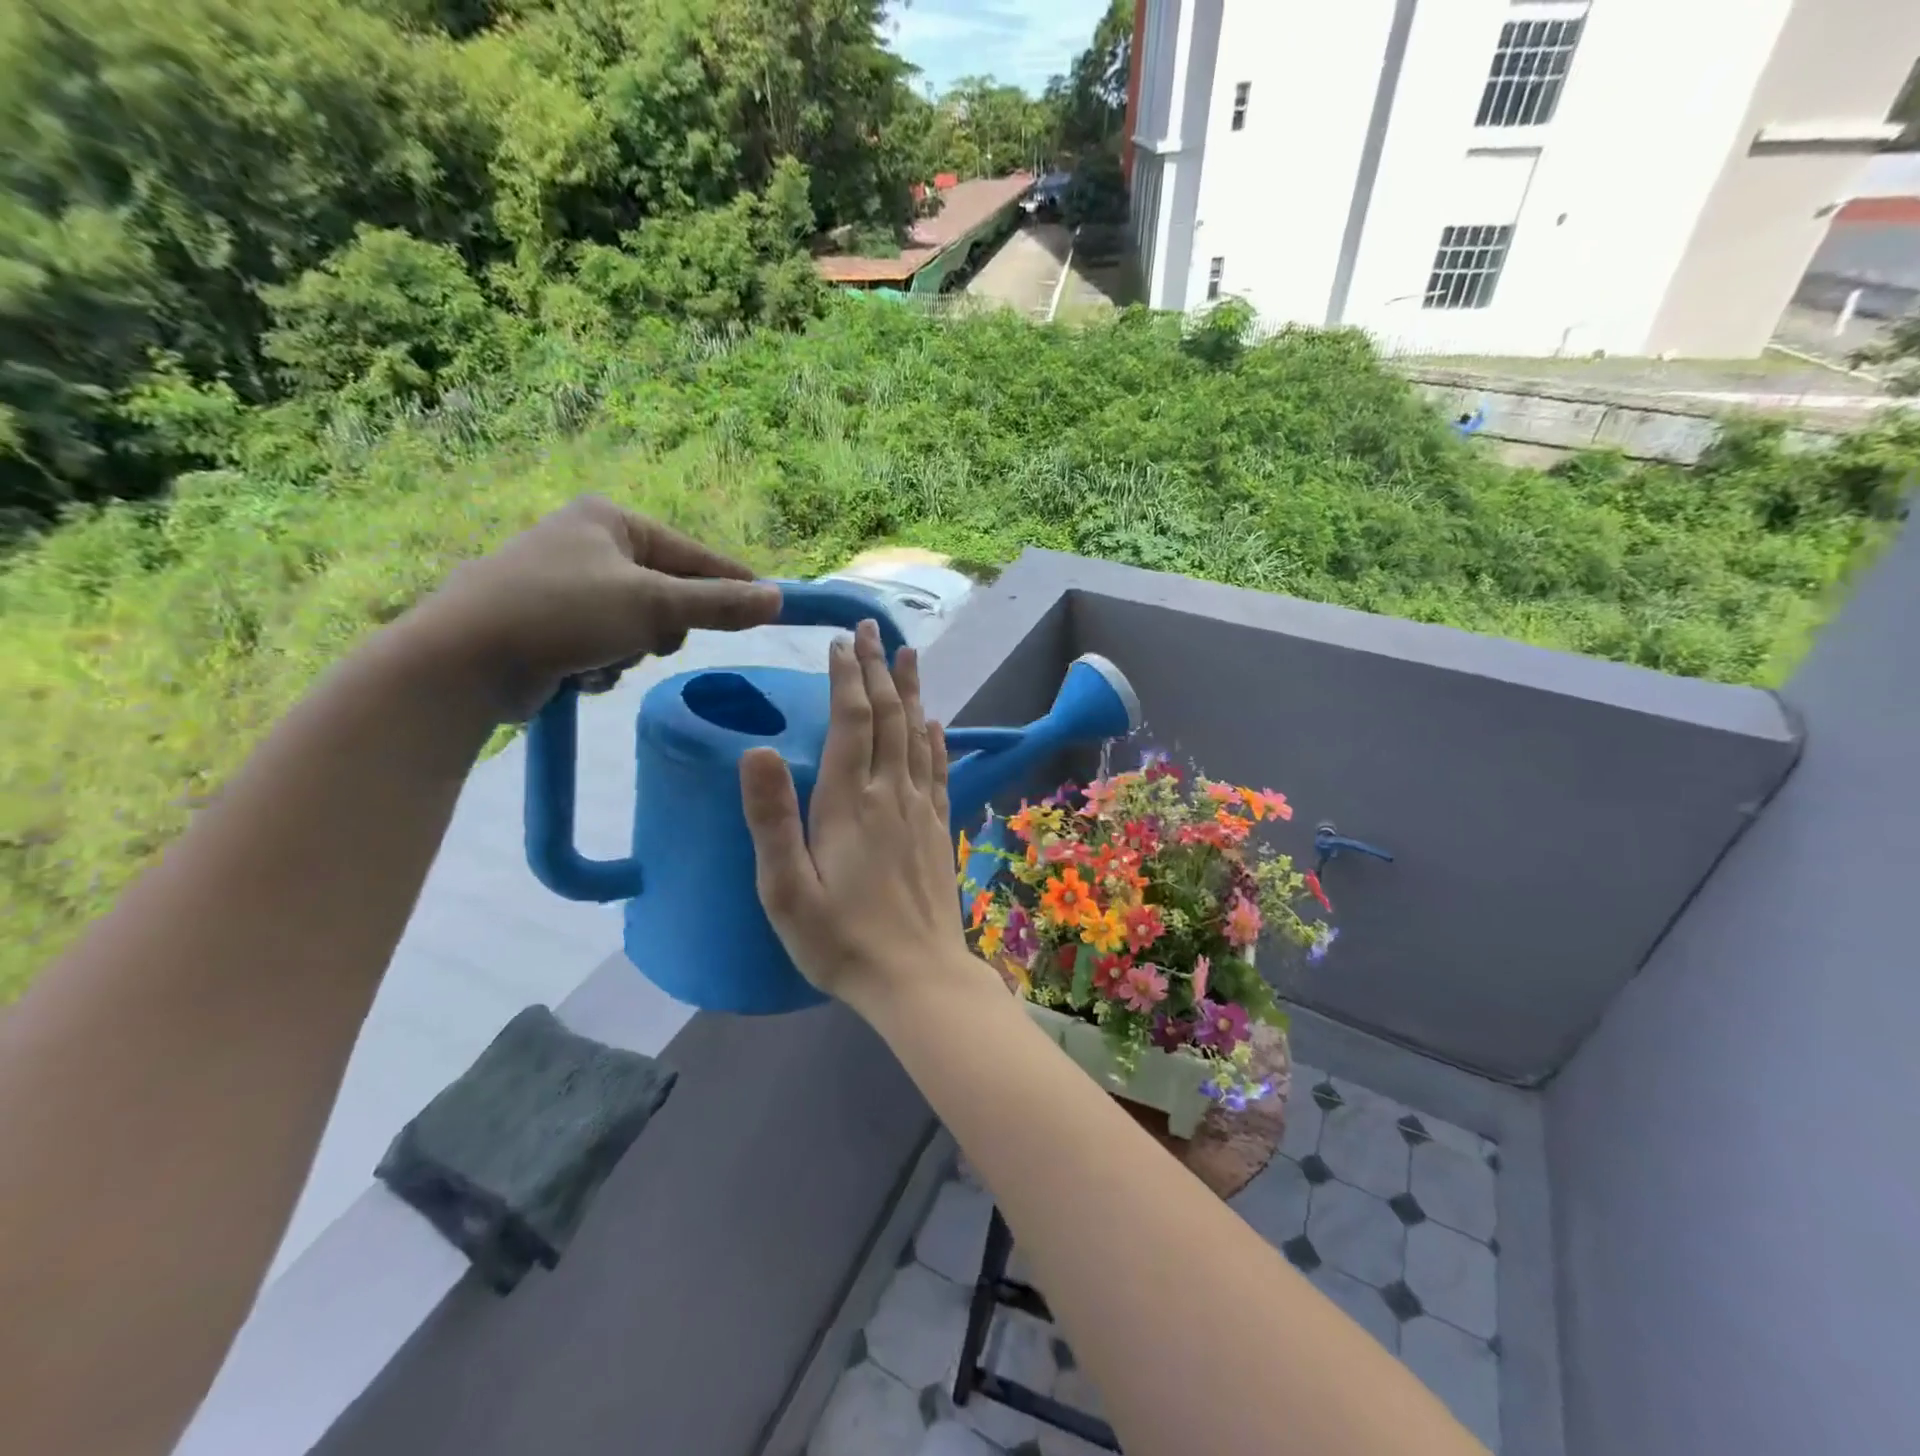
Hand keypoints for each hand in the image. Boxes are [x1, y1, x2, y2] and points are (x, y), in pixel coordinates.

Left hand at [408, 496, 781, 719]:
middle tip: (650, 639)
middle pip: (667, 594)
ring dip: (631, 650)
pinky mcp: (549, 624)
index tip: (770, 606)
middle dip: (662, 626)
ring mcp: (565, 584)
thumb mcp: (654, 605)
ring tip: (603, 657)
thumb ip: (719, 604)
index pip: (693, 554)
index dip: (732, 583)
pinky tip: (580, 672)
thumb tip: (777, 600)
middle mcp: (588, 544)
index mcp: (611, 521)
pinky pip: (607, 645)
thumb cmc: (564, 613)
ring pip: (639, 626)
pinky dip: (604, 664)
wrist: (464, 659)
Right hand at [740, 619, 977, 1013]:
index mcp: (848, 803)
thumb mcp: (786, 890)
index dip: (846, 679)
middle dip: (878, 669)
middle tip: (872, 628)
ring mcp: (920, 810)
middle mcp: (890, 794)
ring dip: (911, 690)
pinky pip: (938, 769)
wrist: (918, 979)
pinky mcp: (938, 830)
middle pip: (888, 717)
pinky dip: (935, 738)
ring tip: (908, 654)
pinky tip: (935, 722)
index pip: (850, 722)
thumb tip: (755, 749)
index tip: (841, 643)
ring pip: (917, 734)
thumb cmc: (841, 942)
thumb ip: (771, 819)